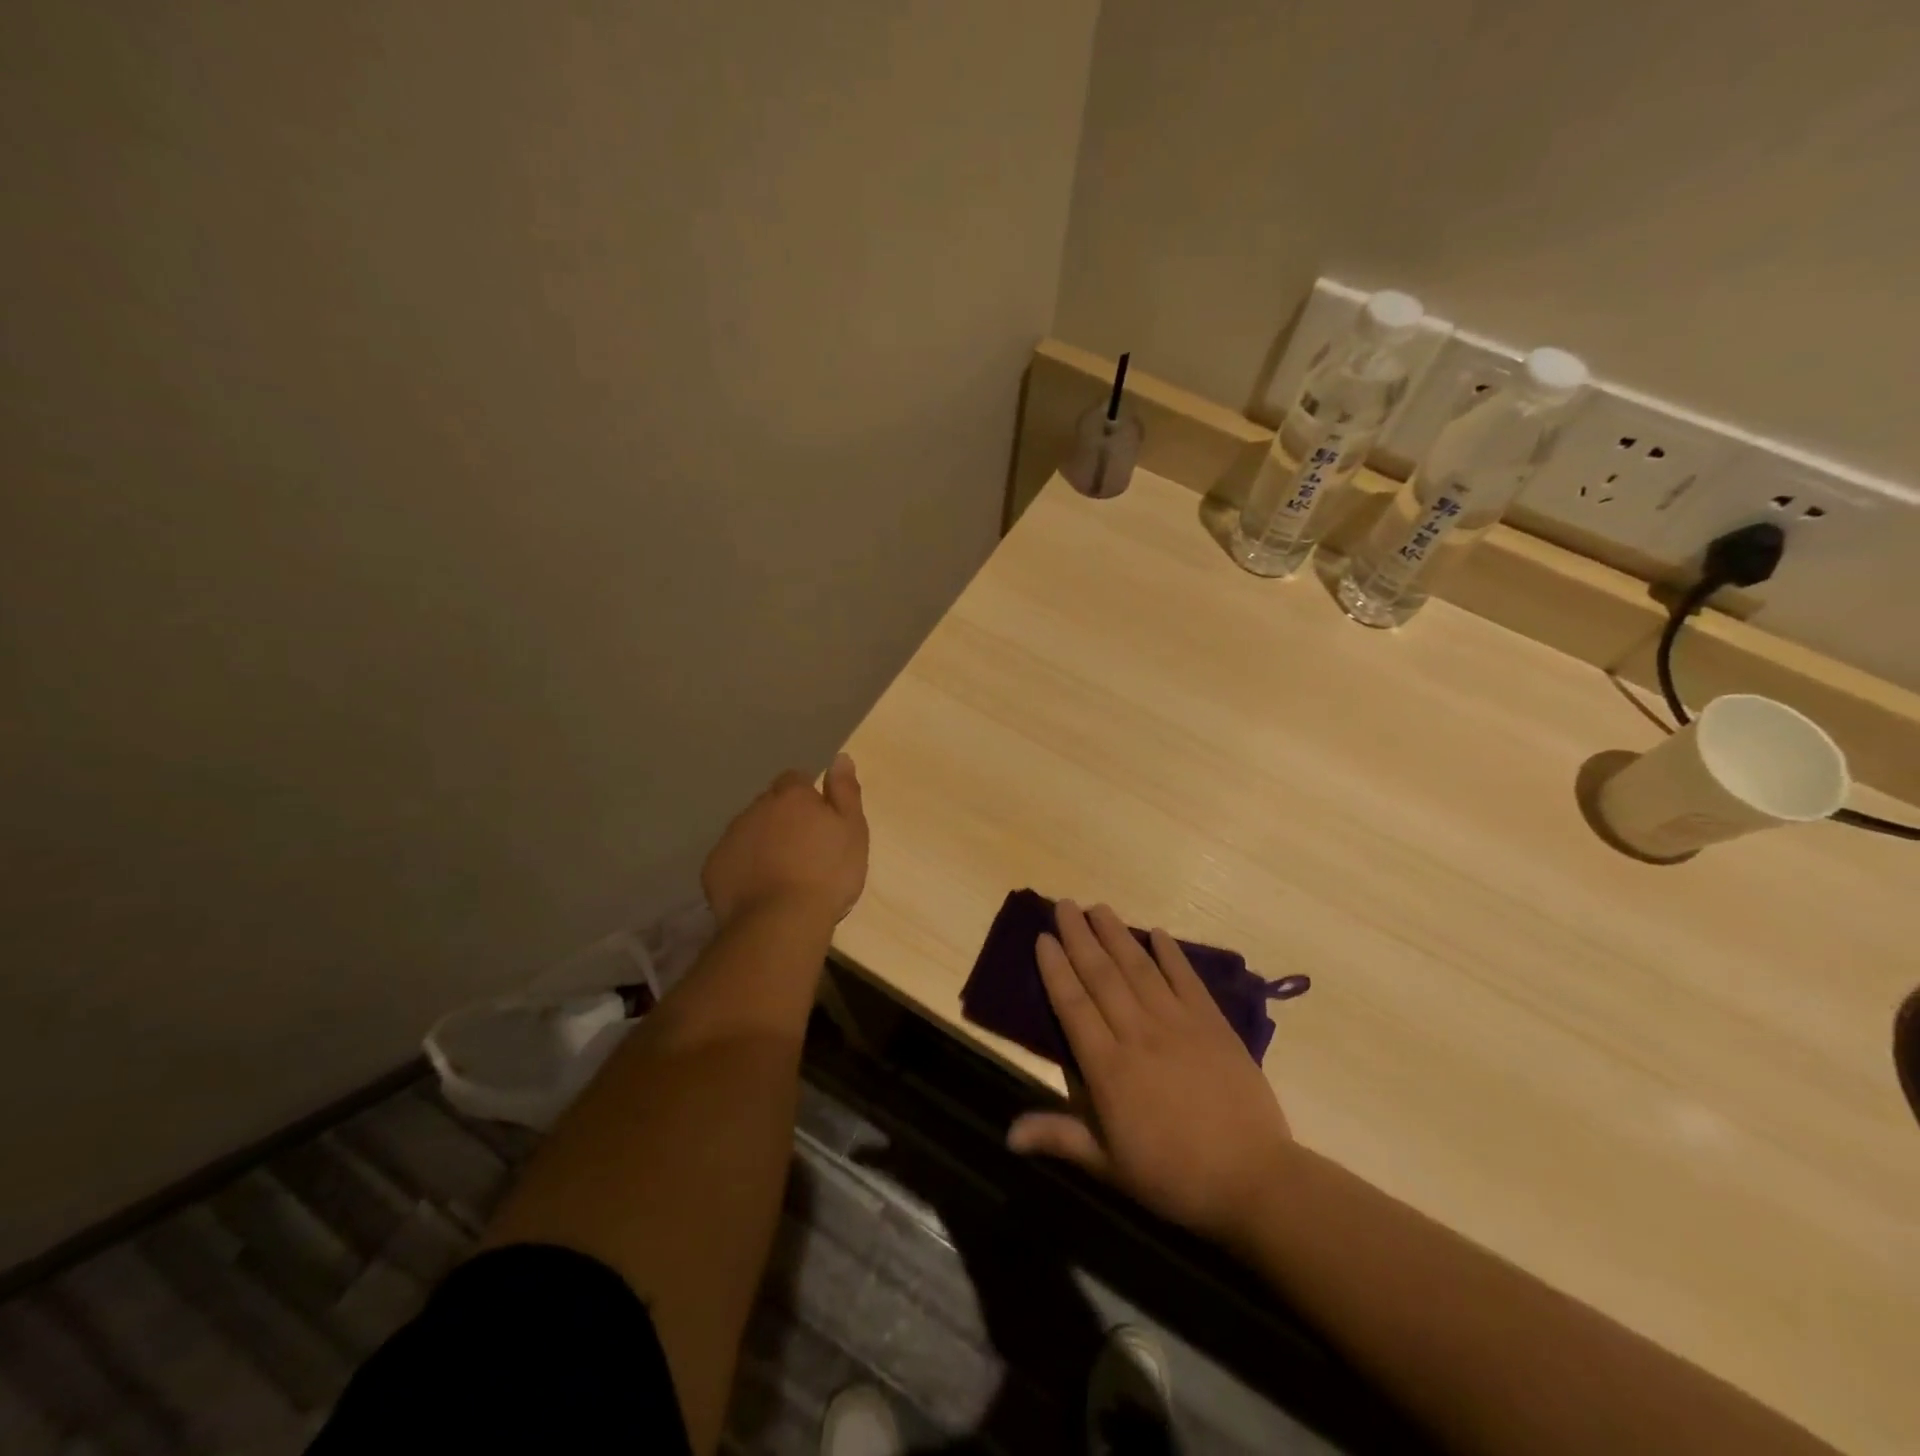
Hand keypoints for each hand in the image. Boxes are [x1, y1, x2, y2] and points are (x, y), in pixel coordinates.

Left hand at [702, 754, 868, 927]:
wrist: (781, 921)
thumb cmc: (828, 873)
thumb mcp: (852, 830)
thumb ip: (845, 792)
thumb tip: (840, 757)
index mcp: (792, 796)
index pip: (795, 779)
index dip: (806, 796)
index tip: (818, 820)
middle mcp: (756, 808)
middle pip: (769, 805)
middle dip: (782, 819)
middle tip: (802, 849)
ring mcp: (730, 837)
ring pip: (748, 831)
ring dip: (761, 842)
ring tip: (780, 873)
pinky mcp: (713, 868)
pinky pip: (730, 859)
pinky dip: (743, 868)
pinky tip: (757, 889)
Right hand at [1007, 900, 1293, 1247]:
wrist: (1254, 1180)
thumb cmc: (1173, 1176)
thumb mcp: (1108, 1165)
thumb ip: (1059, 1136)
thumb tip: (1008, 1134)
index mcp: (1108, 1067)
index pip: (1073, 1005)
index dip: (1055, 968)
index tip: (1043, 937)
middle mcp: (1137, 1034)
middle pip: (1101, 975)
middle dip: (1080, 936)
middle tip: (1065, 904)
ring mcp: (1178, 1024)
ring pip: (1139, 968)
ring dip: (1117, 935)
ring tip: (1099, 907)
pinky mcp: (1213, 1024)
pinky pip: (1186, 979)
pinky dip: (1171, 954)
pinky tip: (1157, 933)